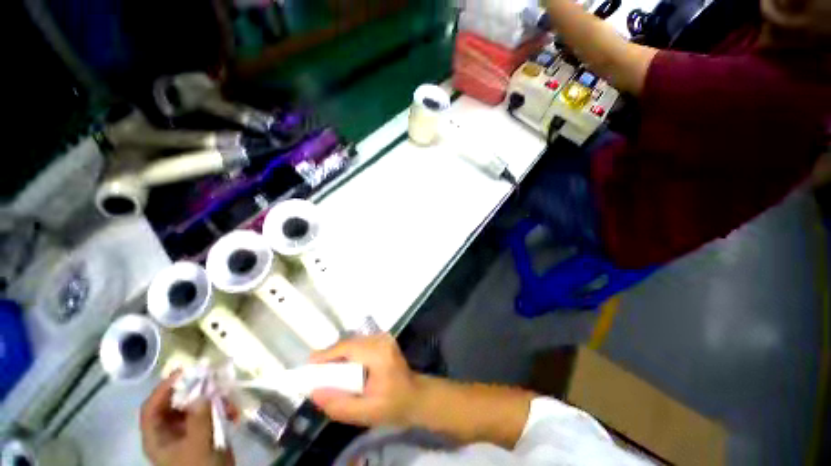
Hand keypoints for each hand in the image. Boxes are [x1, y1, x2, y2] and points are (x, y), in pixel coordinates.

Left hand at [140, 371, 234, 465]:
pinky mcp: (202, 432)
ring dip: (213, 400)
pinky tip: (234, 412)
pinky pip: (210, 413)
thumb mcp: (199, 445)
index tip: (183, 371)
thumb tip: (203, 392)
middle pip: (175, 403)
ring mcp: (186, 432)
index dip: (164, 388)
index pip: (152, 407)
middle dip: (195, 390)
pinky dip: (222, 409)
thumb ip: (199, 419)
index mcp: (157, 437)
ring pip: (195, 406)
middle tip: (211, 378)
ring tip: (229, 399)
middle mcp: (168, 431)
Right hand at [308, 334, 419, 426]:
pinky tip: (343, 367)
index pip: (348, 348)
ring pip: (353, 342)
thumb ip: (339, 405)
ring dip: (338, 355)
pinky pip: (359, 343)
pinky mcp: (382, 340)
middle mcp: (381, 340)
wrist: (415, 396)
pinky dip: (348, 354)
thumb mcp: (365, 413)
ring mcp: (383, 337)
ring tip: (326, 370)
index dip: (327, 354)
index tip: (308, 365)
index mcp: (379, 354)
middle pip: (349, 343)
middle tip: (315, 372)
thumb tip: (314, 391)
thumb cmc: (393, 405)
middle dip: (330, 356)